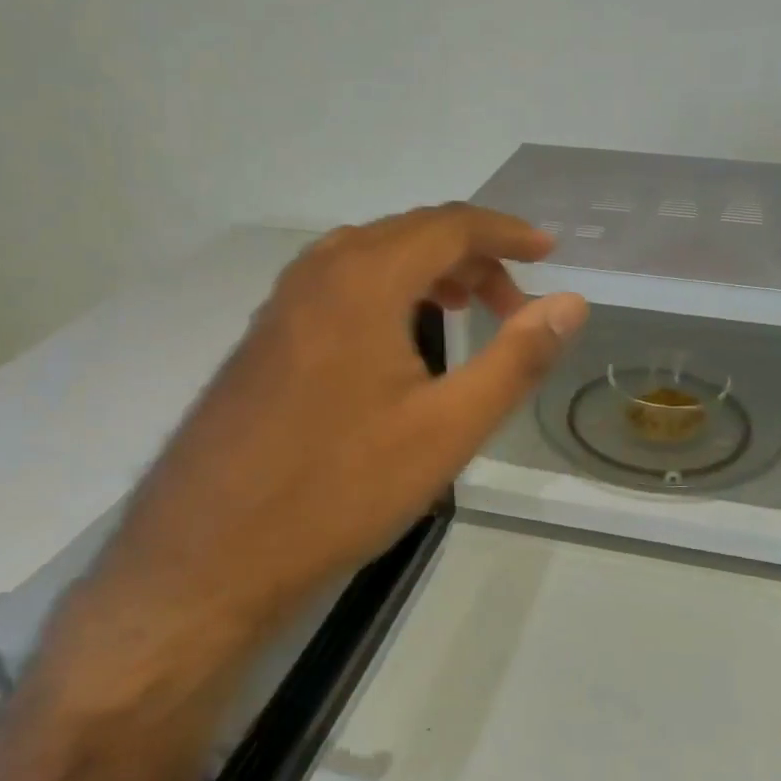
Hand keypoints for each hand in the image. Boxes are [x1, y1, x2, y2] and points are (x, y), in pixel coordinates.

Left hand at [86, 204, 586, 671]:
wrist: (211, 554)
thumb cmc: (340, 489)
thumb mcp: (447, 428)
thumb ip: (516, 359)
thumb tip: (570, 303)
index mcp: (363, 280)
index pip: (450, 226)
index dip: (507, 232)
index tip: (550, 252)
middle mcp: (316, 274)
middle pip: (408, 234)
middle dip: (472, 256)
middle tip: (514, 303)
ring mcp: (280, 306)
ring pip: (368, 259)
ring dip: (426, 272)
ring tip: (465, 309)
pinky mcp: (263, 341)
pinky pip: (337, 289)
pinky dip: (385, 294)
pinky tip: (397, 342)